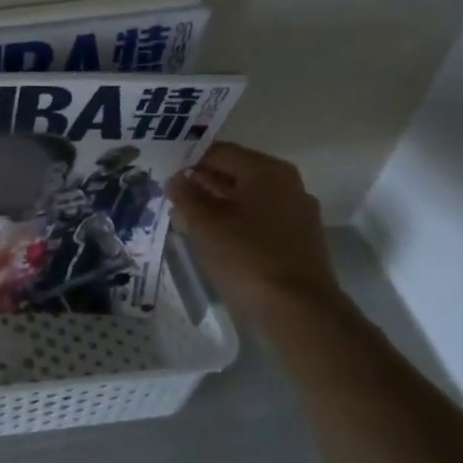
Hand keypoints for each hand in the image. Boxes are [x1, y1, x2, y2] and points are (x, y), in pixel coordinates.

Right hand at [165, 142, 344, 320]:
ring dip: (216, 202)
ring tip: (183, 212)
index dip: (189, 158)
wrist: (298, 310)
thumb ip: (186, 197)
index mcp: (267, 172)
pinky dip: (233, 220)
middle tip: (168, 190)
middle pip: (236, 173)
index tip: (163, 168)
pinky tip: (210, 234)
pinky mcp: (297, 239)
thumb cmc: (247, 258)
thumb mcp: (206, 225)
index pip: (220, 152)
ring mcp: (296, 213)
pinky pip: (258, 218)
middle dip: (202, 180)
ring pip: (246, 197)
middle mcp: (287, 185)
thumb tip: (175, 179)